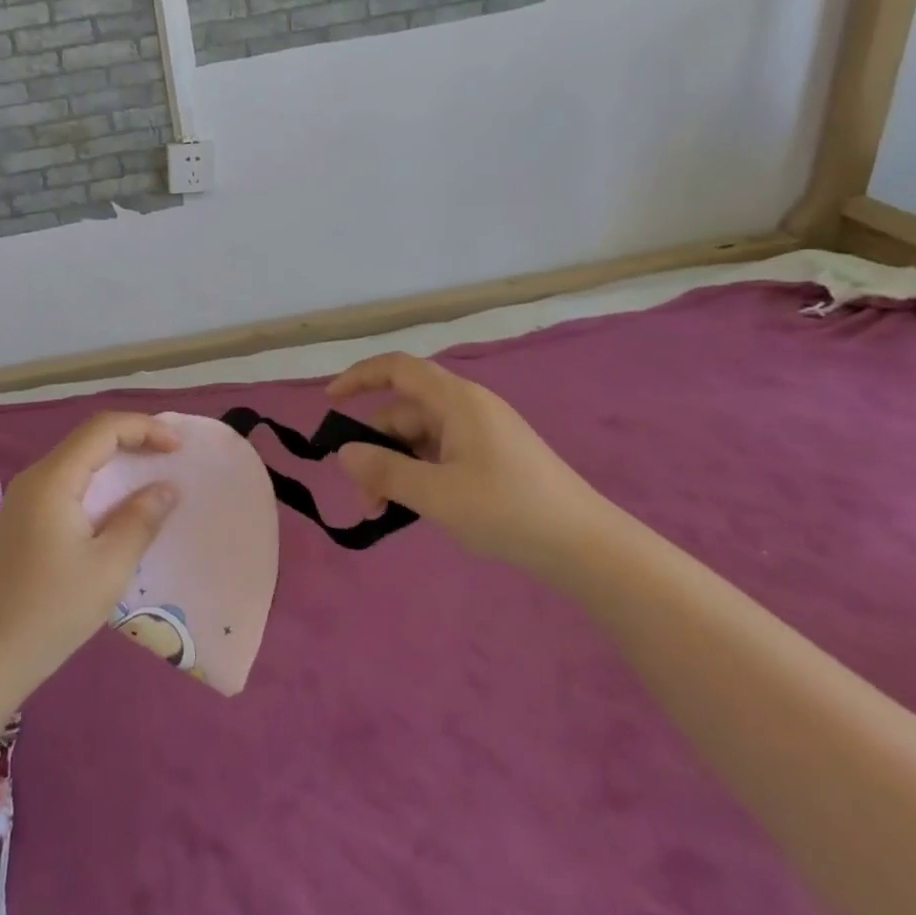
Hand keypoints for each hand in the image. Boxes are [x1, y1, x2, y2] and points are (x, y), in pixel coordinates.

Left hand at [0, 413, 180, 696]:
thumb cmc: (50, 612)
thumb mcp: (108, 567)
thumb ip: (141, 520)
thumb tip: (166, 488)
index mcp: (53, 479)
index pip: (103, 429)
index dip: (145, 428)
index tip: (179, 448)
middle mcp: (36, 479)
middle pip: (89, 439)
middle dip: (134, 440)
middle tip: (173, 458)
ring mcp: (26, 500)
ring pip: (79, 462)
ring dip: (118, 463)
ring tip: (155, 479)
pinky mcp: (25, 522)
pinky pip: (70, 485)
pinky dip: (101, 485)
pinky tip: (121, 509)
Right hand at [327, 353, 620, 577]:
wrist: (586, 546)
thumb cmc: (508, 510)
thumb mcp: (437, 494)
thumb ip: (385, 472)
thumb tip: (344, 453)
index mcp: (456, 400)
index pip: (397, 368)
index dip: (359, 377)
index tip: (329, 402)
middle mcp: (467, 407)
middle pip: (404, 411)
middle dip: (375, 448)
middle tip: (363, 496)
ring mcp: (482, 432)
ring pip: (420, 438)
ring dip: (395, 467)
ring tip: (384, 512)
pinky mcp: (493, 457)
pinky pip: (441, 453)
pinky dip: (419, 473)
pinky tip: (415, 507)